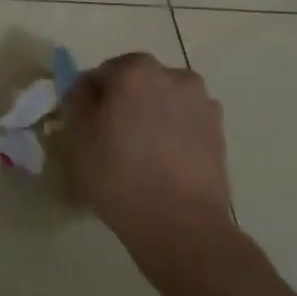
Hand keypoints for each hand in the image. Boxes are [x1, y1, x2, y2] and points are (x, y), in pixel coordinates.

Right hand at [62, 53, 238, 267]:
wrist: (182, 225)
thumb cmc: (120, 176)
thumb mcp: (78, 135)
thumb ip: (77, 98)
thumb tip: (88, 87)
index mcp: (135, 70)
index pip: (102, 73)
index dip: (93, 100)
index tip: (90, 128)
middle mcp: (172, 75)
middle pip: (137, 82)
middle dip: (125, 103)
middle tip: (114, 140)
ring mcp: (201, 102)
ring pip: (163, 100)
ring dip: (152, 116)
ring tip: (144, 155)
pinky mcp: (219, 130)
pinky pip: (185, 121)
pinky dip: (174, 133)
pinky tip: (166, 164)